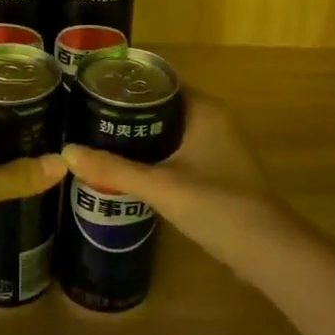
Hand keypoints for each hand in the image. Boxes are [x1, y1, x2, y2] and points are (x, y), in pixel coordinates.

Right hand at [61, 90, 283, 262]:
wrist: (267, 250)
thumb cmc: (217, 205)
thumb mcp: (160, 186)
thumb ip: (114, 169)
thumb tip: (67, 153)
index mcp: (204, 110)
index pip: (160, 83)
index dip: (127, 86)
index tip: (92, 91)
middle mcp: (213, 121)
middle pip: (162, 107)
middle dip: (127, 114)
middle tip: (86, 118)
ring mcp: (217, 148)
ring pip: (169, 132)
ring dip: (139, 137)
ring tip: (97, 141)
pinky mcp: (216, 172)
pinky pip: (177, 153)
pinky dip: (154, 157)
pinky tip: (127, 170)